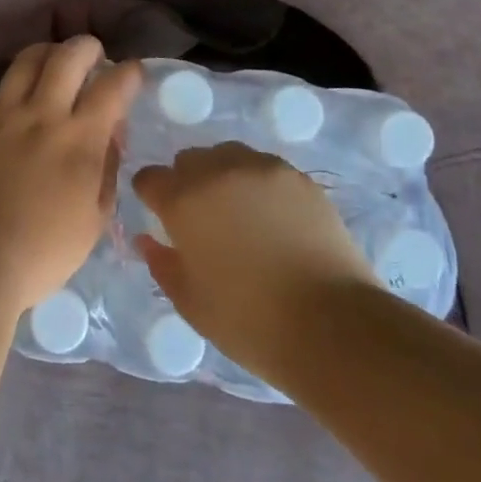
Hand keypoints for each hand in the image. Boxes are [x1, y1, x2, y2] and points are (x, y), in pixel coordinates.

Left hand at [0, 38, 142, 311]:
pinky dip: (7, 98)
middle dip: (86, 46)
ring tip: (51, 62)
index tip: (132, 72)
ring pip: (27, 61)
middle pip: (68, 56)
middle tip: (92, 53)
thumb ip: (106, 172)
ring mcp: (2, 114)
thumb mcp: (93, 221)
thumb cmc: (41, 253)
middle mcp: (43, 114)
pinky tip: (8, 115)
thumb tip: (109, 138)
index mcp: (80, 139)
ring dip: (46, 54)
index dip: (129, 72)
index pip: (113, 86)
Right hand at [132, 144, 376, 386]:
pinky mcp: (299, 178)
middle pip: (188, 160)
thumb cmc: (249, 321)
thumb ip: (161, 263)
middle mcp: (218, 172)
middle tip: (200, 218)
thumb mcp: (190, 301)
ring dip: (221, 175)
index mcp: (183, 201)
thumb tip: (148, 240)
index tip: (160, 216)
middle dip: (185, 182)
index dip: (150, 196)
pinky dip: (257, 183)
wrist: (332, 325)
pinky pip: (264, 167)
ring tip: (236, 211)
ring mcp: (262, 169)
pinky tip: (271, 216)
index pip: (149, 178)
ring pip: (227, 155)